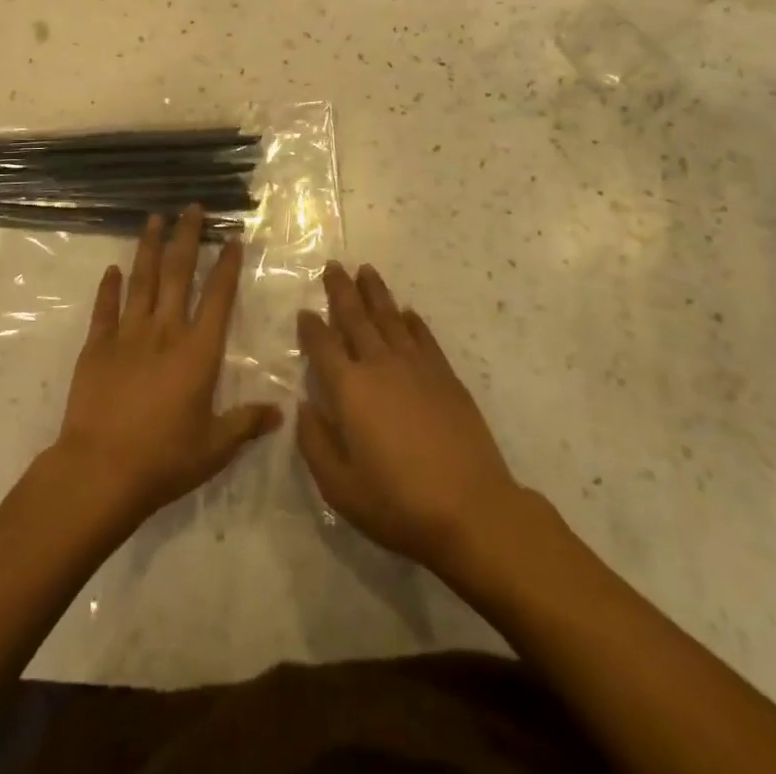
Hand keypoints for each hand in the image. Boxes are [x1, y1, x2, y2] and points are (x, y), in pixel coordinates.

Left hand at [52, 207, 281, 527]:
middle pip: (178, 273)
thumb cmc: (163, 460)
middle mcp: (165, 331)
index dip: (227, 265)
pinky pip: (105, 307)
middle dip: (187, 237)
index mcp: (198, 352)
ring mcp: (127, 334)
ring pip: (142, 279)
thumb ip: (246, 424)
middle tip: (191, 208)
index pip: (217, 297)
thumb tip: (281, 412)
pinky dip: (109, 286)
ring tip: (154, 218)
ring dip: (149, 247)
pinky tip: (113, 268)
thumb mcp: (214, 449)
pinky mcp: (96, 345)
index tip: (232, 237)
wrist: (99, 471)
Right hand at [297, 263, 524, 572]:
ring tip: (366, 270)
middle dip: (342, 290)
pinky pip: (424, 337)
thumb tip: (303, 406)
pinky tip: (406, 311)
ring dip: (376, 293)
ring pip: (390, 318)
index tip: (304, 311)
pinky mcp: (445, 376)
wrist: (472, 510)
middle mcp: (380, 366)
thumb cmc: (398, 504)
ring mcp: (416, 367)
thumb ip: (315, 444)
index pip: (323, 346)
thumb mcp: (340, 488)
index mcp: (350, 389)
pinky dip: (412, 321)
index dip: (311, 327)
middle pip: (356, 317)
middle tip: (333, 265)